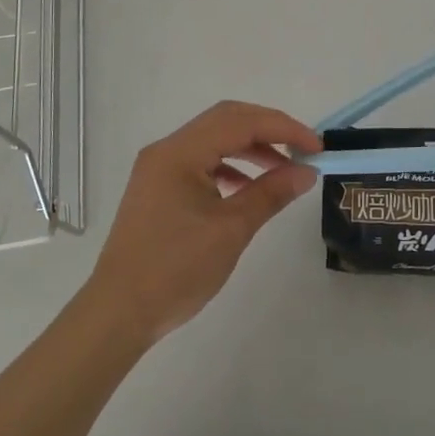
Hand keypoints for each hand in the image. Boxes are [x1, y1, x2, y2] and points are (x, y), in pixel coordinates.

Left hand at [81, 101, 320, 347]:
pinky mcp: (158, 188)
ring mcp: (159, 168)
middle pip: (226, 121)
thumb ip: (270, 193)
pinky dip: (230, 167)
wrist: (118, 314)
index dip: (283, 128)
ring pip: (214, 140)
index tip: (316, 147)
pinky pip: (201, 162)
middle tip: (302, 150)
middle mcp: (167, 150)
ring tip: (283, 171)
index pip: (240, 122)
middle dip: (268, 130)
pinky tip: (248, 189)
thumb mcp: (231, 230)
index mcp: (180, 152)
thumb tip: (306, 172)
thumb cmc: (175, 270)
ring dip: (250, 148)